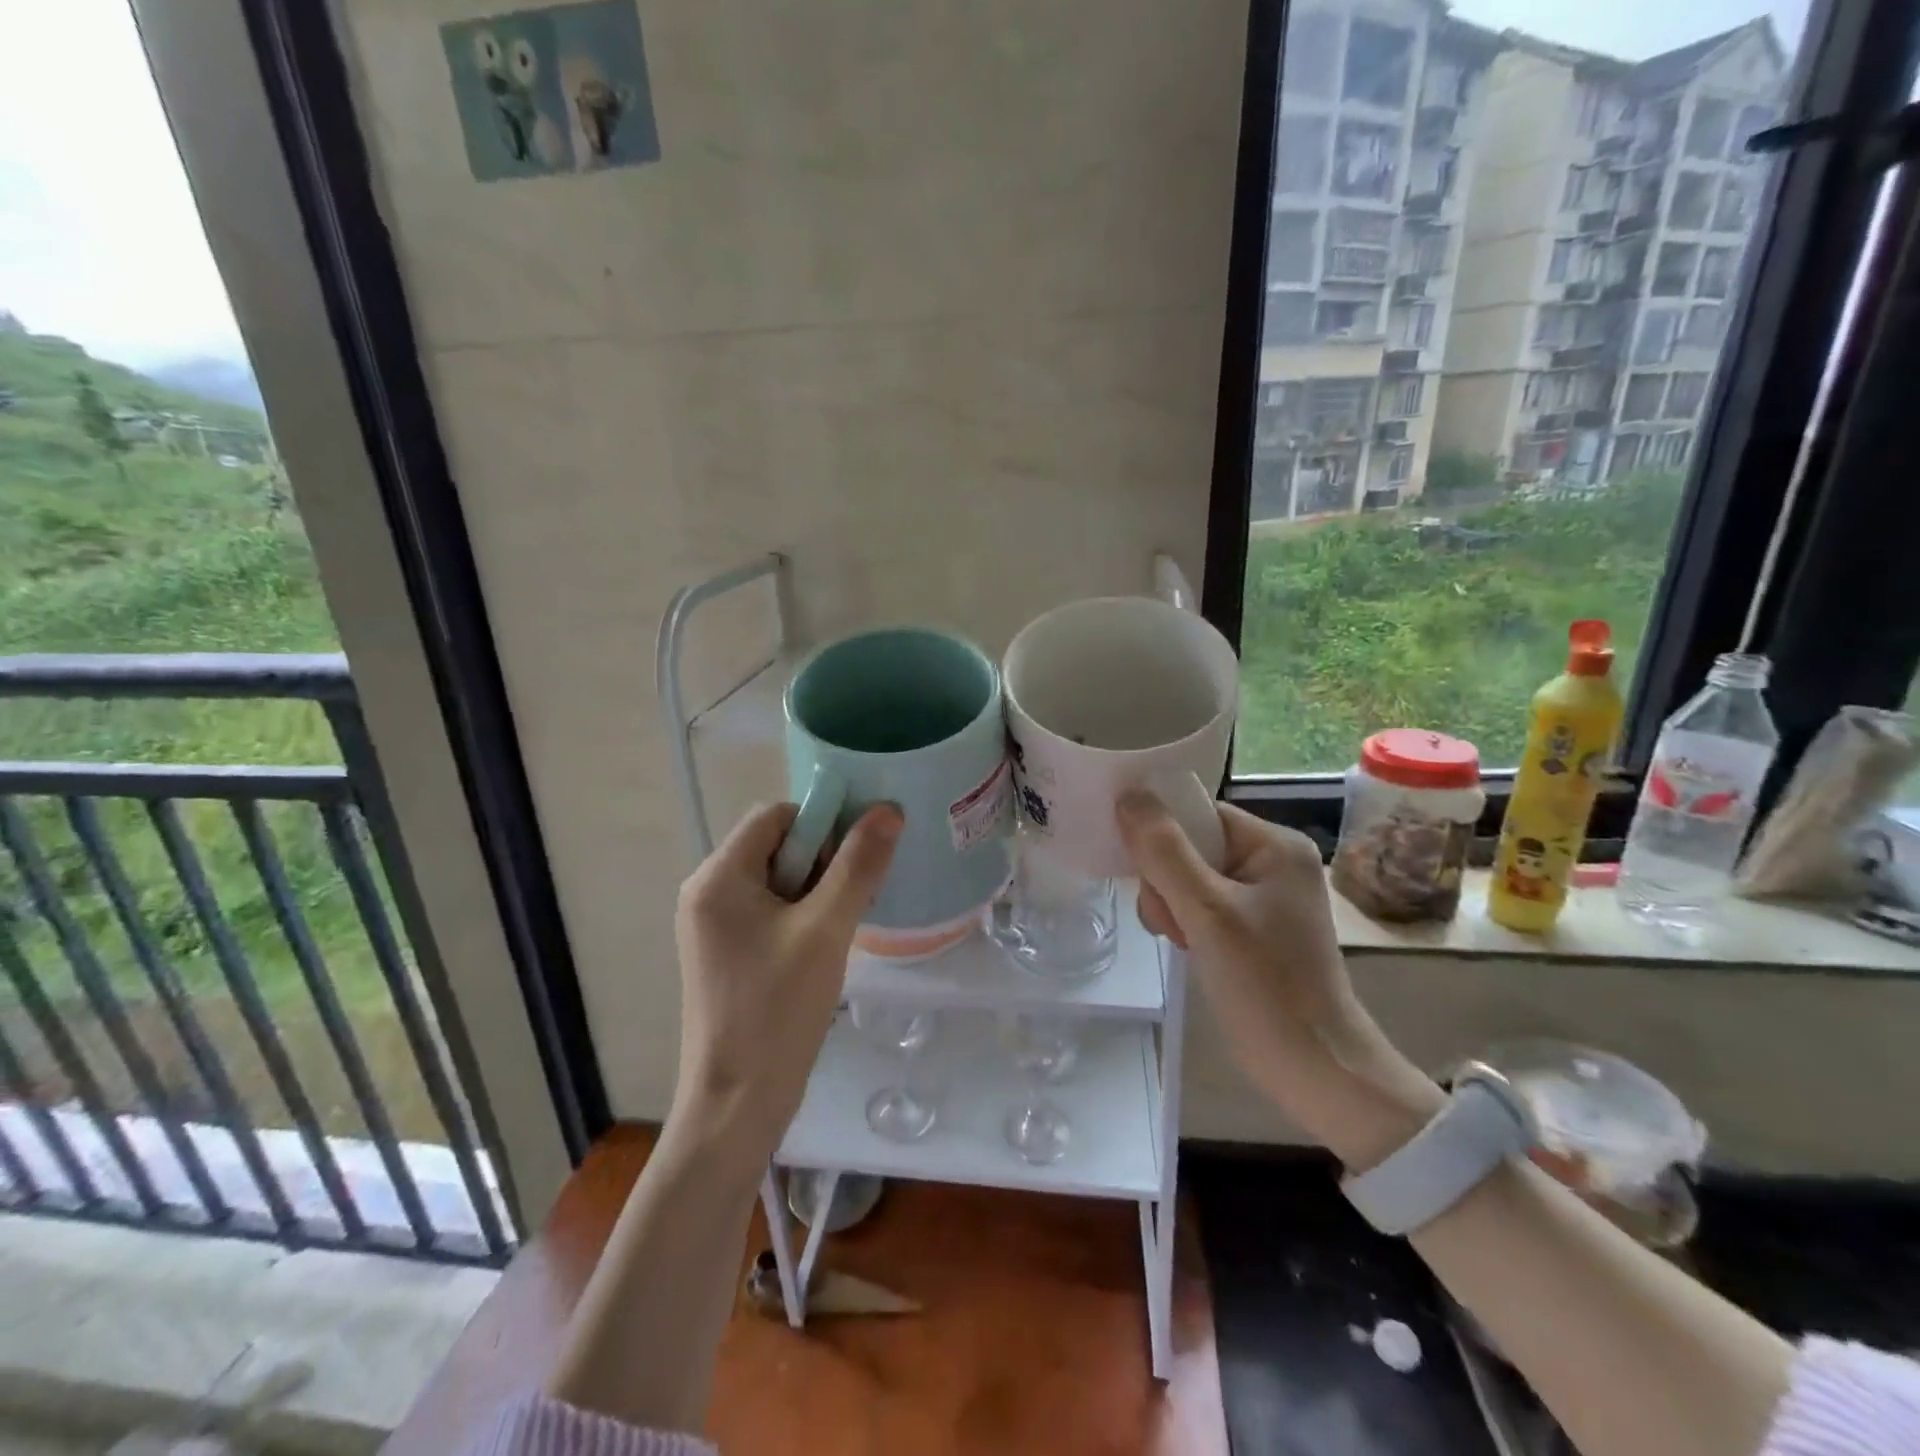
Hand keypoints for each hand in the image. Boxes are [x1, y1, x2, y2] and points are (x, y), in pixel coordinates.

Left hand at [673, 801, 902, 1163]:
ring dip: (818, 892)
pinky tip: (826, 947)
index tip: (857, 858)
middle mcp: (707, 893)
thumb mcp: (827, 930)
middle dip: (823, 862)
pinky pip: (770, 912)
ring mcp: (713, 927)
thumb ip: (858, 865)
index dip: (822, 824)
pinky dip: (803, 917)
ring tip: (842, 928)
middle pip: (776, 846)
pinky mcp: (726, 954)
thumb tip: (889, 810)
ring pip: (778, 881)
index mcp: (718, 878)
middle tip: (853, 900)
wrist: (737, 1105)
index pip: (776, 816)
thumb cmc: (778, 1010)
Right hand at [1116, 790, 1441, 1168]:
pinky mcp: (1253, 929)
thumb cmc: (1266, 985)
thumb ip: (1164, 852)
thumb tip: (1128, 794)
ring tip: (1181, 940)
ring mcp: (1264, 898)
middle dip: (1166, 881)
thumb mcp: (1208, 913)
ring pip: (1189, 878)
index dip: (1162, 835)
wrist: (1316, 1070)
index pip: (1199, 814)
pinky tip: (1187, 948)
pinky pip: (1202, 905)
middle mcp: (1273, 862)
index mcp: (1275, 845)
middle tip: (1172, 920)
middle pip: (1190, 846)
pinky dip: (1185, 922)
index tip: (1143, 872)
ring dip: (1172, 905)